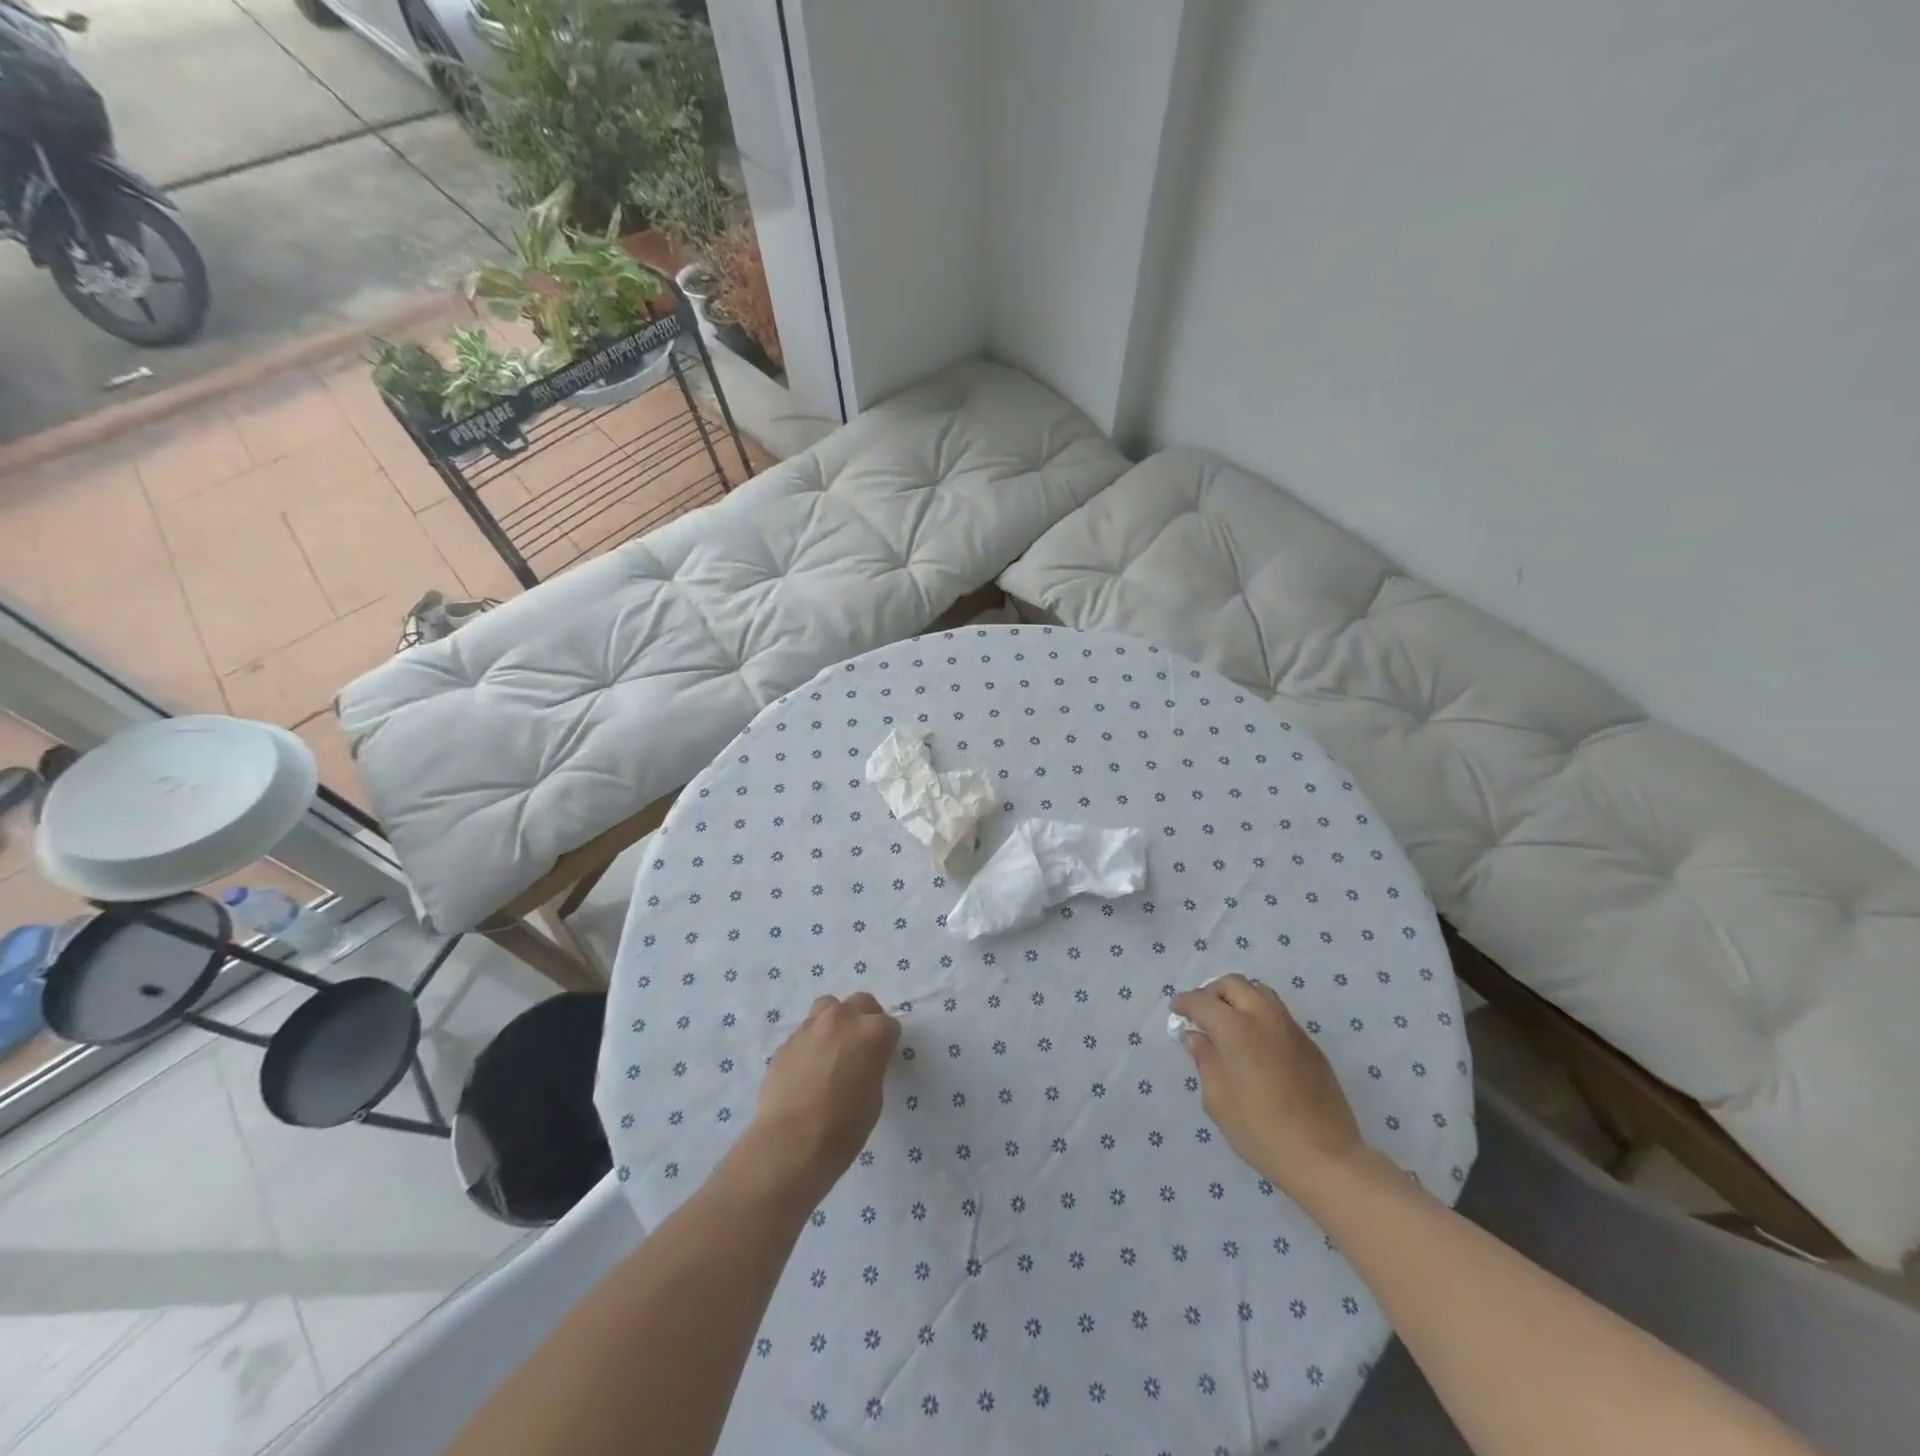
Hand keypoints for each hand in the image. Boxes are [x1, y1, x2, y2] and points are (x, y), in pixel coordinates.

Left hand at [746, 992, 899, 1204]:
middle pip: (861, 1003)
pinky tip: (808, 1068)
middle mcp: (842, 1019)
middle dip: (865, 1019)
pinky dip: (812, 1042)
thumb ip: (872, 1066)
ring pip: (829, 1007)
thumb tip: (862, 1062)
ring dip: (836, 1021)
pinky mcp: (787, 1041)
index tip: (883, 1060)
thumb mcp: (874, 1097)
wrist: (790, 1143)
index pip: (890, 1025)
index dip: (887, 1043)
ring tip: (833, 1048)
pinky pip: (805, 1032)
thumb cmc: (843, 1127)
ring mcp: (811, 1026)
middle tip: (861, 1046)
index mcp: (872, 1032)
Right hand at [1171, 974, 1364, 1197]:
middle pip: (1233, 984)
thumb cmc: (1261, 1131)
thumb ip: (1205, 1061)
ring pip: (1260, 992)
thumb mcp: (1218, 1101)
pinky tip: (1256, 1042)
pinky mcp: (1310, 1044)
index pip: (1202, 1001)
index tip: (1176, 1011)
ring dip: (1239, 997)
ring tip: (1229, 1021)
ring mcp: (1291, 1028)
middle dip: (1212, 992)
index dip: (1184, 1003)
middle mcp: (1264, 1018)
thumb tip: (1197, 1038)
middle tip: (1202, 1013)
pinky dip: (1260, 1014)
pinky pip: (1279, 1013)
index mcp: (1236, 1029)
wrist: (1325, 1156)